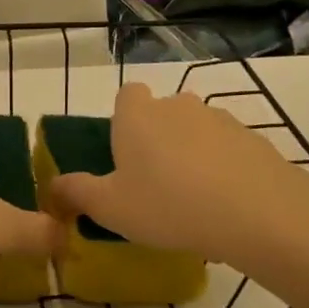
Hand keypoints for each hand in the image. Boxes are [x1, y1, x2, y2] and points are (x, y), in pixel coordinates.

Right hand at [42, 83, 308, 271]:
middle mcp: (176, 105)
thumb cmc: (167, 204)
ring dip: (192, 153)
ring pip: (196, 130)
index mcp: (137, 115)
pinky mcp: (253, 139)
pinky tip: (225, 204)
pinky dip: (223, 167)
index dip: (124, 121)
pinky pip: (227, 149)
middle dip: (158, 139)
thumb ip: (77, 193)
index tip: (125, 154)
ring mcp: (219, 118)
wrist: (255, 211)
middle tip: (156, 183)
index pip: (126, 96)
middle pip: (162, 113)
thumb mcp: (110, 207)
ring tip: (193, 200)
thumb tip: (53, 186)